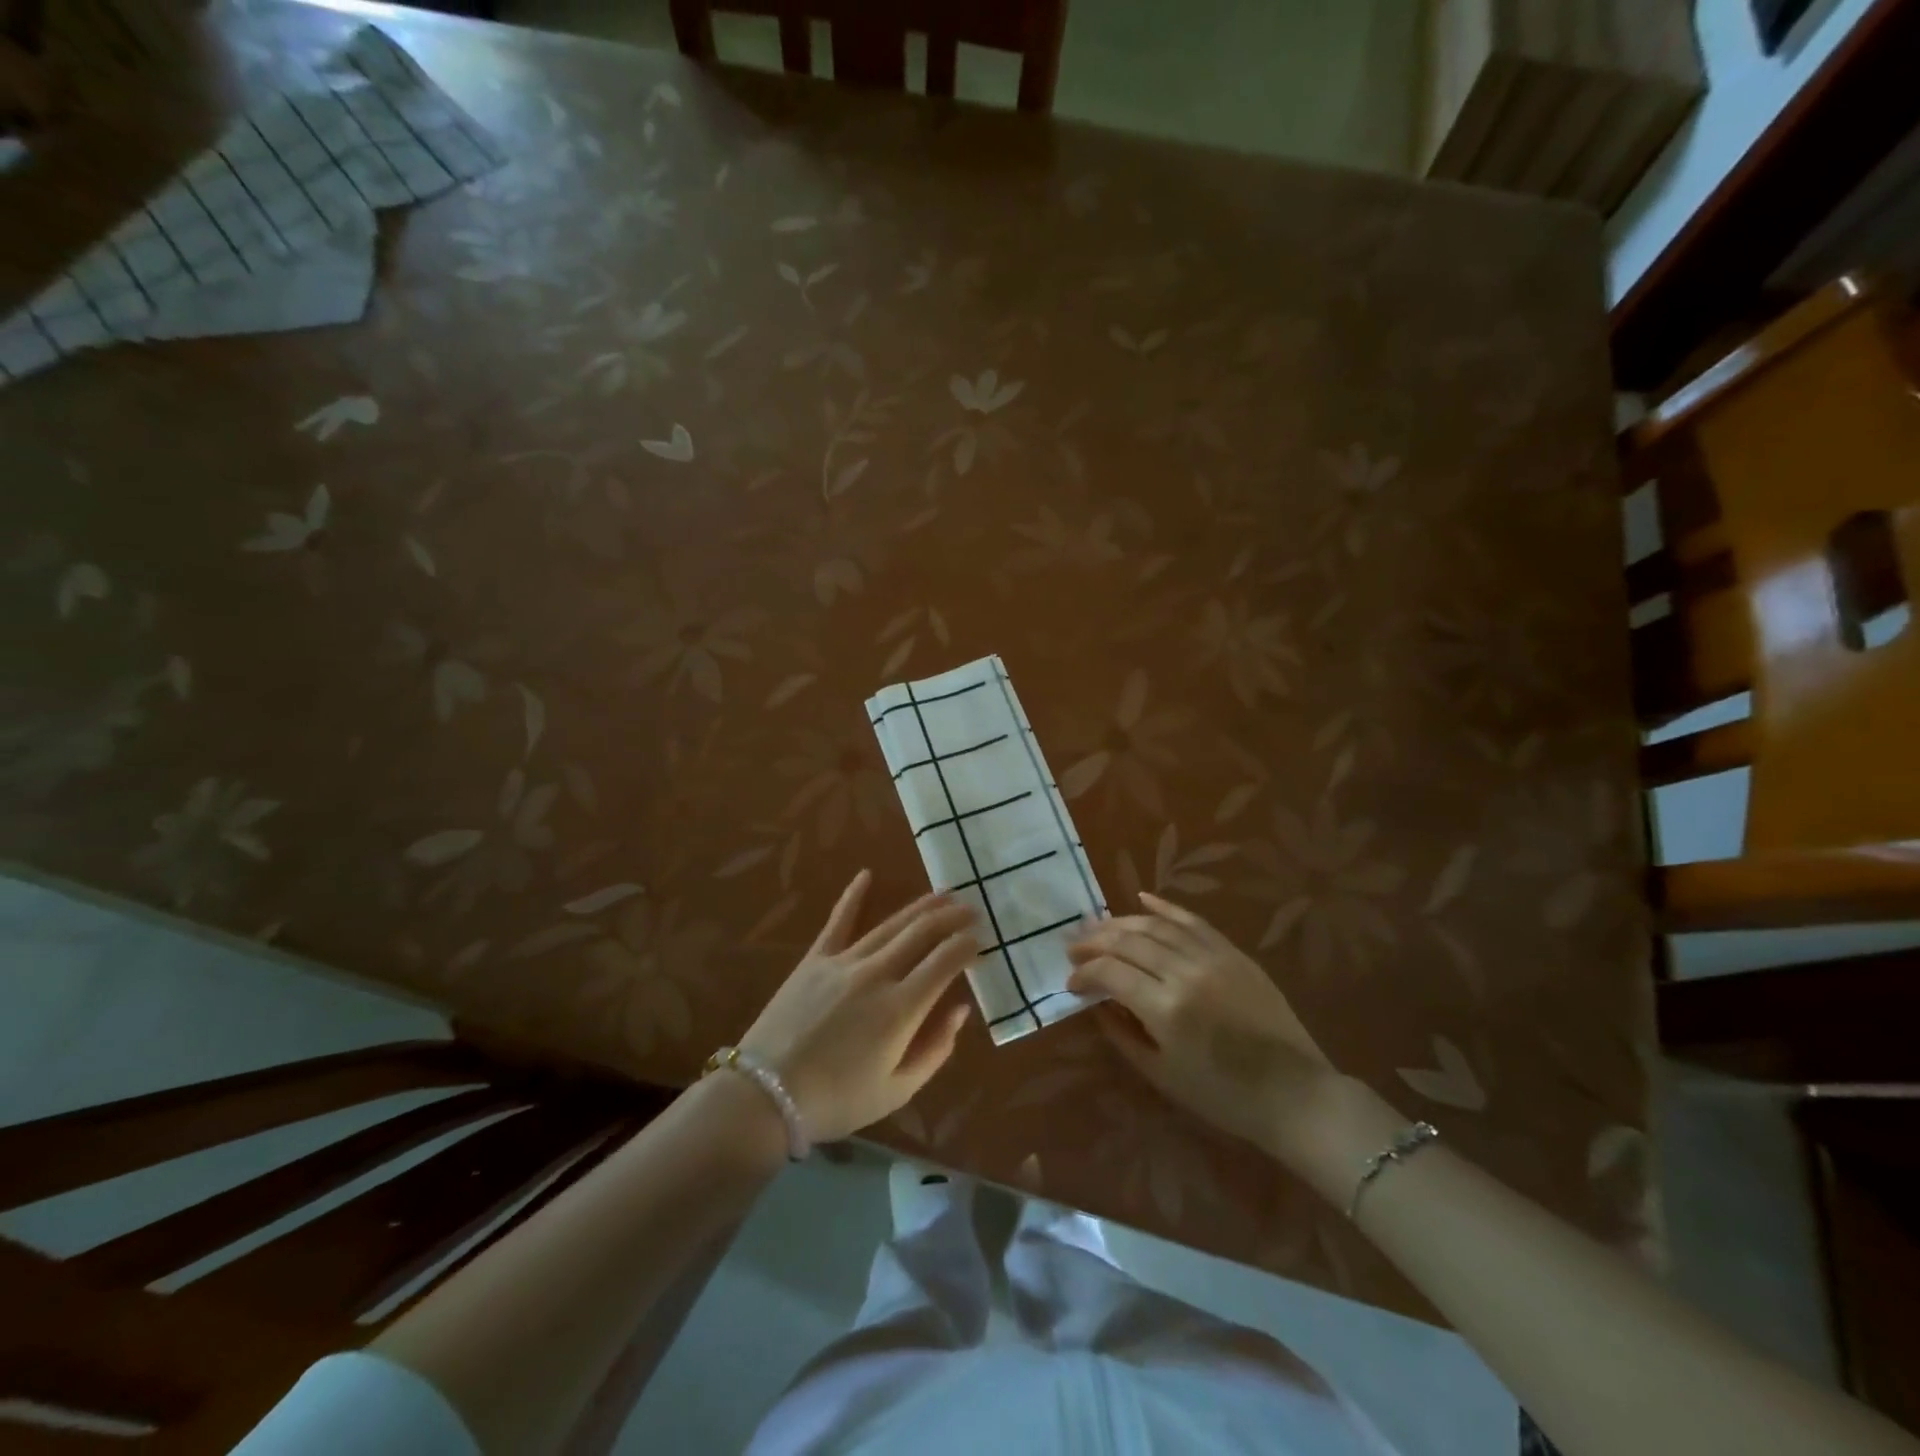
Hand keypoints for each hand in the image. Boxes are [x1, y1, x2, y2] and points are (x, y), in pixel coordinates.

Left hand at [740, 870, 977, 1142]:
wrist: (765, 1095)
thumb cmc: (837, 1100)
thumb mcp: (897, 1090)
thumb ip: (935, 1049)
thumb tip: (961, 1009)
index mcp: (901, 1009)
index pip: (945, 962)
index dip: (967, 947)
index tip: (981, 941)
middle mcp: (877, 975)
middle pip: (922, 934)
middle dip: (951, 918)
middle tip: (972, 908)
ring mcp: (843, 962)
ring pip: (890, 924)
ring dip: (920, 907)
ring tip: (943, 895)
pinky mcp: (815, 959)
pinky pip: (838, 921)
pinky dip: (853, 896)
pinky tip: (866, 874)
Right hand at [1068, 892, 1339, 1155]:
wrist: (1294, 1093)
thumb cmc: (1222, 1096)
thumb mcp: (1161, 1074)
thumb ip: (1122, 1035)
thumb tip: (1097, 1004)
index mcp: (1166, 1009)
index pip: (1109, 972)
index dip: (1084, 973)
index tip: (1071, 983)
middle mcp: (1185, 973)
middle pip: (1127, 941)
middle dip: (1094, 942)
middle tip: (1073, 948)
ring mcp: (1212, 957)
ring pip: (1155, 926)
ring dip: (1120, 923)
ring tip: (1097, 927)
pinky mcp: (1233, 953)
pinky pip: (1192, 920)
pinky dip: (1164, 907)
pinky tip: (1142, 898)